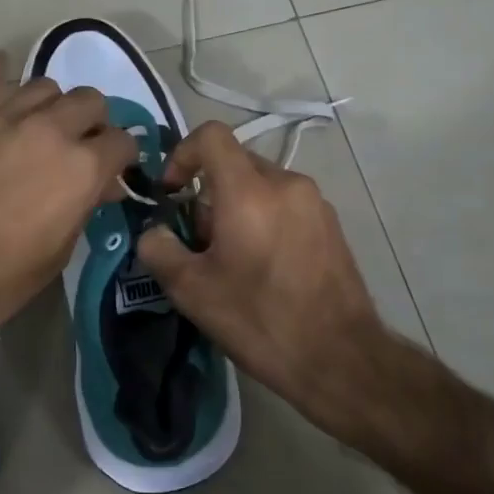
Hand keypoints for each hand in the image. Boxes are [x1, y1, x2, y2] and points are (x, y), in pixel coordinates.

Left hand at [0, 54, 135, 380]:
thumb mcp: (58, 253)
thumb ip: (83, 207)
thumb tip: (97, 186)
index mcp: (82, 167)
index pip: (122, 140)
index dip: (121, 157)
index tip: (112, 170)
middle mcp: (50, 130)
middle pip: (89, 100)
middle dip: (92, 122)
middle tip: (79, 147)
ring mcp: (2, 118)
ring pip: (43, 86)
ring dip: (51, 105)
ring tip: (40, 126)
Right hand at [136, 122, 394, 442]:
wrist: (339, 358)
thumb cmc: (259, 320)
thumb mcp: (191, 290)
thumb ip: (158, 249)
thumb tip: (155, 232)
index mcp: (249, 190)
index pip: (210, 136)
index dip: (181, 154)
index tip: (173, 194)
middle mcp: (286, 183)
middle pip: (234, 163)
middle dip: (207, 193)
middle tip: (200, 242)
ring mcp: (315, 202)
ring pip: (261, 185)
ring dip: (236, 208)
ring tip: (233, 260)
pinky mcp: (331, 224)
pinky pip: (285, 204)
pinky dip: (264, 219)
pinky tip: (264, 268)